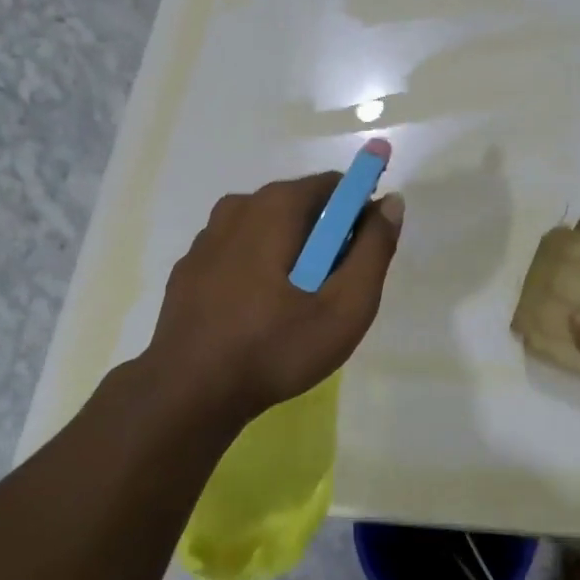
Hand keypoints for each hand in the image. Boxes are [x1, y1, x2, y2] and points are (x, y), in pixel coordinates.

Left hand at [144, 173, 403, 423]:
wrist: (188, 393)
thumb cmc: (275, 346)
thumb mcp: (345, 306)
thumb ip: (374, 249)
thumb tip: (391, 202)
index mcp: (276, 205)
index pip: (335, 185)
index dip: (359, 213)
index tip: (364, 255)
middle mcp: (238, 206)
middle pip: (301, 206)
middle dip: (326, 237)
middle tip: (334, 291)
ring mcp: (208, 237)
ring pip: (268, 230)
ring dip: (291, 254)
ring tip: (296, 308)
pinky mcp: (190, 267)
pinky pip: (239, 252)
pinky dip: (258, 268)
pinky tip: (258, 314)